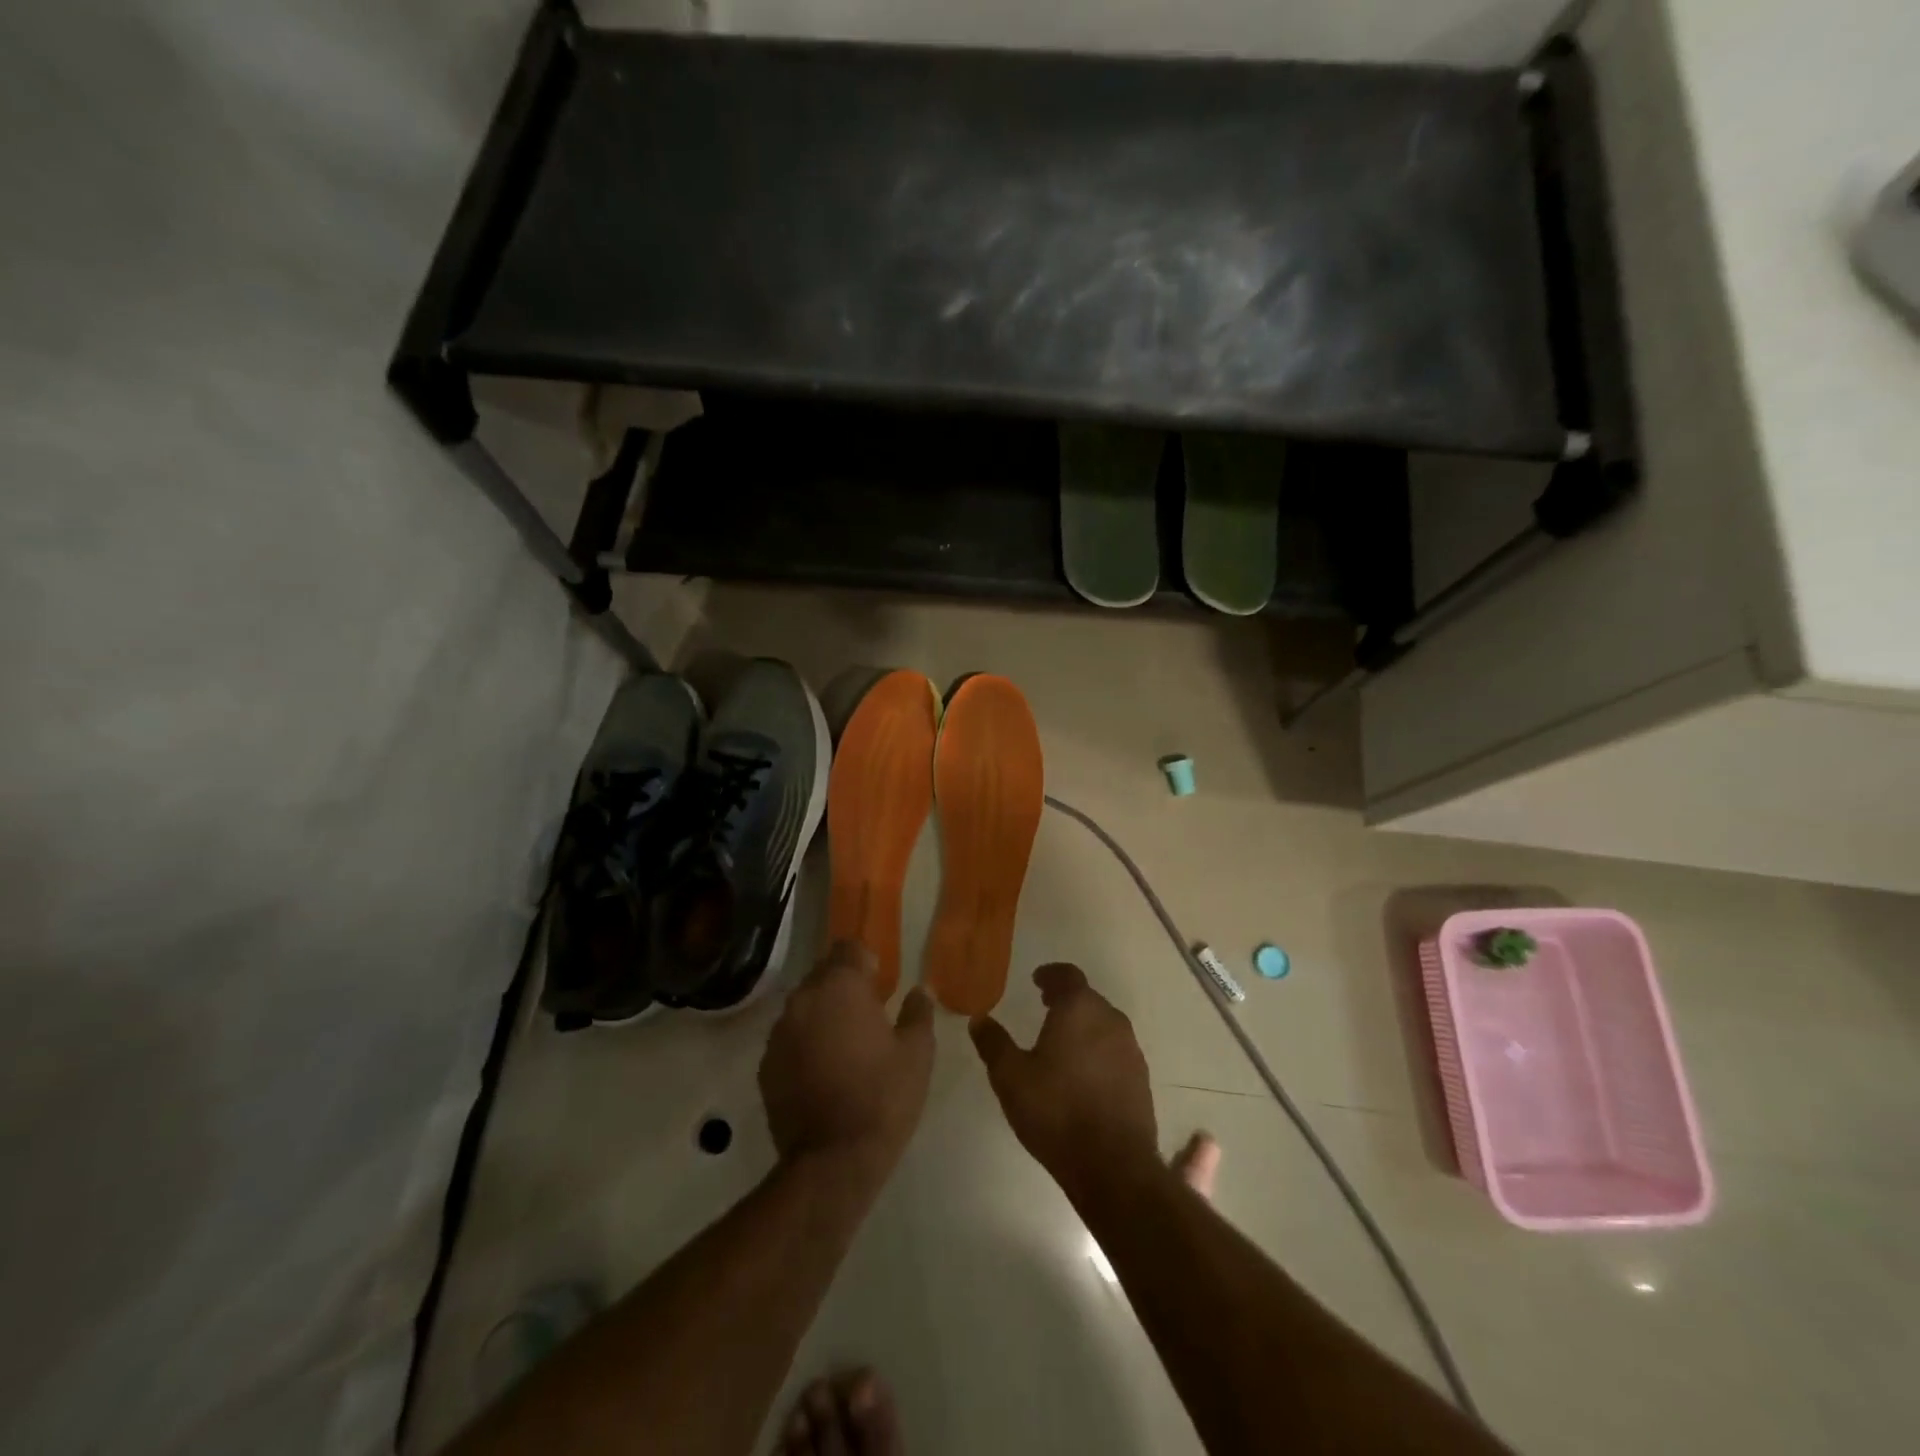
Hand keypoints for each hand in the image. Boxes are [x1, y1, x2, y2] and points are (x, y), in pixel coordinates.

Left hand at [760, 942, 934, 1187]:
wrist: (832, 1161)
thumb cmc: (883, 1097)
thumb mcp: (917, 1053)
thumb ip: (918, 1012)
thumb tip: (919, 990)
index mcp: (842, 986)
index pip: (849, 947)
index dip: (866, 962)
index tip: (880, 986)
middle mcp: (804, 998)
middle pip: (823, 974)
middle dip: (844, 987)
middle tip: (867, 1017)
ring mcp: (780, 1032)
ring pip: (804, 1006)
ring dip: (822, 1015)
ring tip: (844, 1047)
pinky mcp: (766, 1064)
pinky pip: (789, 1038)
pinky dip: (805, 1044)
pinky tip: (823, 1073)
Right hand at [969, 963, 1158, 1199]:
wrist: (1113, 1166)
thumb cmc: (1056, 1111)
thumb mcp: (1010, 1077)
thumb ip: (994, 1043)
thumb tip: (978, 1019)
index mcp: (1079, 1009)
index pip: (1067, 975)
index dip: (1051, 974)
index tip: (1037, 981)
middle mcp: (1110, 1019)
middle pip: (1087, 998)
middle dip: (1066, 1000)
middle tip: (1045, 1008)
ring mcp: (1130, 1049)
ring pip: (1104, 1024)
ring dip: (1083, 1026)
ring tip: (1061, 1042)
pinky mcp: (1141, 1078)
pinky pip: (1115, 1051)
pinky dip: (1098, 1051)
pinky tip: (1083, 1074)